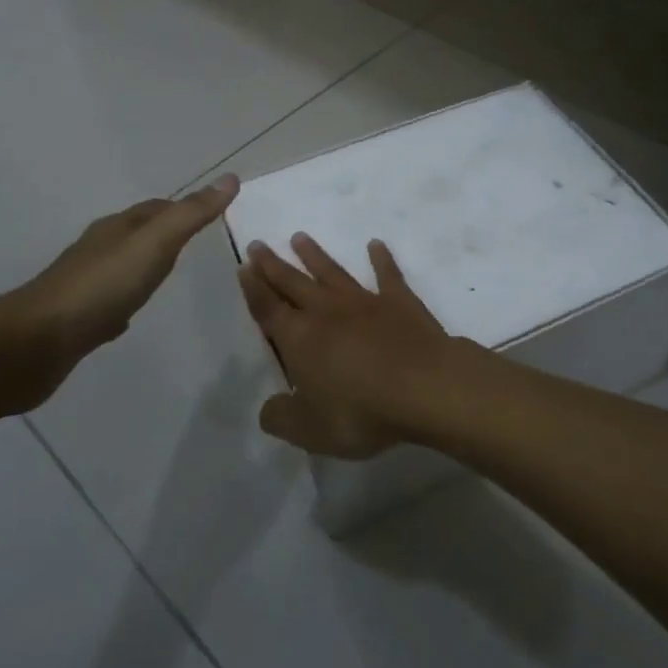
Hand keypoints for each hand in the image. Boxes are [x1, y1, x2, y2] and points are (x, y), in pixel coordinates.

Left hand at [0, 176, 238, 411]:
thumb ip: (192, 214)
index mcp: (118, 228)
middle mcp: (99, 249)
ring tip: (168, 277)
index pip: (156, 208)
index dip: (184, 208)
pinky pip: (108, 302)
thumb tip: (229, 178)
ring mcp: (84, 283)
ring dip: (145, 267)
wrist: (35, 343)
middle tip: (196, 244)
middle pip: (138, 233)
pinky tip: (131, 317)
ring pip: (123, 266)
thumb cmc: (101, 287)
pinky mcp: (75, 319)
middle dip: (165, 234)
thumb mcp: (155, 244)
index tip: (211, 214)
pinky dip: (125, 301)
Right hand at [239, 234, 456, 459]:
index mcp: (300, 338)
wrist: (423, 385)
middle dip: (274, 265)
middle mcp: (327, 311)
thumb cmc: (361, 410)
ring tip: (300, 237)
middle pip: (294, 283)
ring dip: (315, 255)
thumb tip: (268, 408)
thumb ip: (282, 418)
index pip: (269, 309)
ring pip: (333, 272)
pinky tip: (376, 244)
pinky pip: (387, 274)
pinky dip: (381, 258)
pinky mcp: (399, 301)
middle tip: (259, 244)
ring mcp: (365, 302)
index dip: (254, 289)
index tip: (244, 266)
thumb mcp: (310, 430)